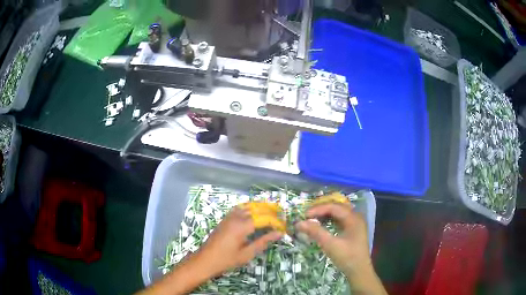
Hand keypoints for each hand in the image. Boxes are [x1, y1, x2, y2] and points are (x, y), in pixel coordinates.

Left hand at [197, 206, 282, 275]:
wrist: (205, 260)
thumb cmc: (226, 260)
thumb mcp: (247, 254)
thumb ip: (263, 242)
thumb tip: (279, 233)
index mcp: (242, 226)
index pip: (264, 219)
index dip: (276, 222)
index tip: (284, 227)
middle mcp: (236, 217)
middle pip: (257, 209)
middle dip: (271, 211)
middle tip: (282, 216)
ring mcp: (229, 216)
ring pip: (248, 206)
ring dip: (261, 207)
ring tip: (272, 212)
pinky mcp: (225, 219)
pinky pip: (240, 208)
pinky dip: (250, 207)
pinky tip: (255, 213)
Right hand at [296, 203, 385, 294]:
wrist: (359, 271)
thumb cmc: (347, 257)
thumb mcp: (330, 245)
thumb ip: (316, 232)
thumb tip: (299, 223)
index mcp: (353, 218)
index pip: (334, 207)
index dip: (318, 209)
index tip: (304, 215)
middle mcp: (356, 217)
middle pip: (337, 207)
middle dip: (321, 209)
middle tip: (307, 214)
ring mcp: (355, 224)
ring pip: (338, 213)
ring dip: (325, 214)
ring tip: (312, 218)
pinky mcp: (353, 231)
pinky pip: (340, 220)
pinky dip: (329, 220)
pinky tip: (322, 225)